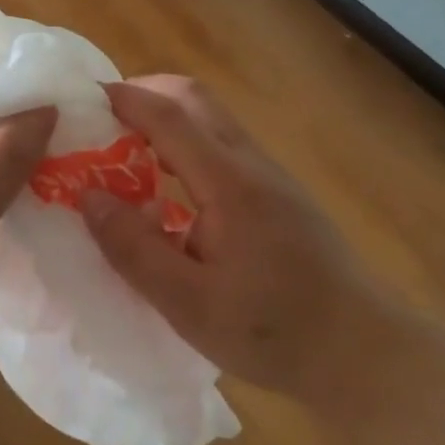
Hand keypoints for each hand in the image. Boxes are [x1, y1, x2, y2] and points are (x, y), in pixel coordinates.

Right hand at [79, 75, 392, 410]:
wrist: (363, 350)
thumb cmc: (274, 331)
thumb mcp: (190, 305)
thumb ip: (135, 249)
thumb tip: (89, 196)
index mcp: (228, 182)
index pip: (169, 115)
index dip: (124, 98)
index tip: (81, 97)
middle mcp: (249, 162)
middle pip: (193, 98)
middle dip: (144, 94)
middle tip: (102, 121)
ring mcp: (268, 173)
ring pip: (210, 117)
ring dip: (165, 117)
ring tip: (125, 150)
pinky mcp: (277, 191)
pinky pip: (221, 143)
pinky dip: (185, 141)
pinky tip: (168, 186)